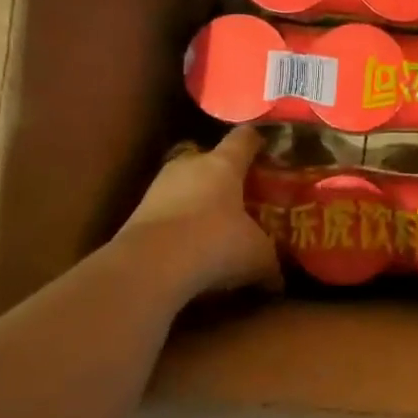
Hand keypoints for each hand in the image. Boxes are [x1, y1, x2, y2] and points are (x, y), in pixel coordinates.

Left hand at [118, 126, 280, 298]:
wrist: (150, 265)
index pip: (244, 138)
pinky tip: (189, 243)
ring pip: (185, 183)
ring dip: (197, 198)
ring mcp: (159, 186)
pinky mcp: (138, 212)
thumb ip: (271, 262)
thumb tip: (280, 279)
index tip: (266, 148)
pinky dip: (178, 221)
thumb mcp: (257, 256)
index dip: (256, 141)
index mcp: (224, 163)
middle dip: (223, 173)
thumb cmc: (216, 243)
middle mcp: (190, 165)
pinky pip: (167, 209)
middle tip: (240, 193)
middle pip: (208, 157)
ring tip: (213, 221)